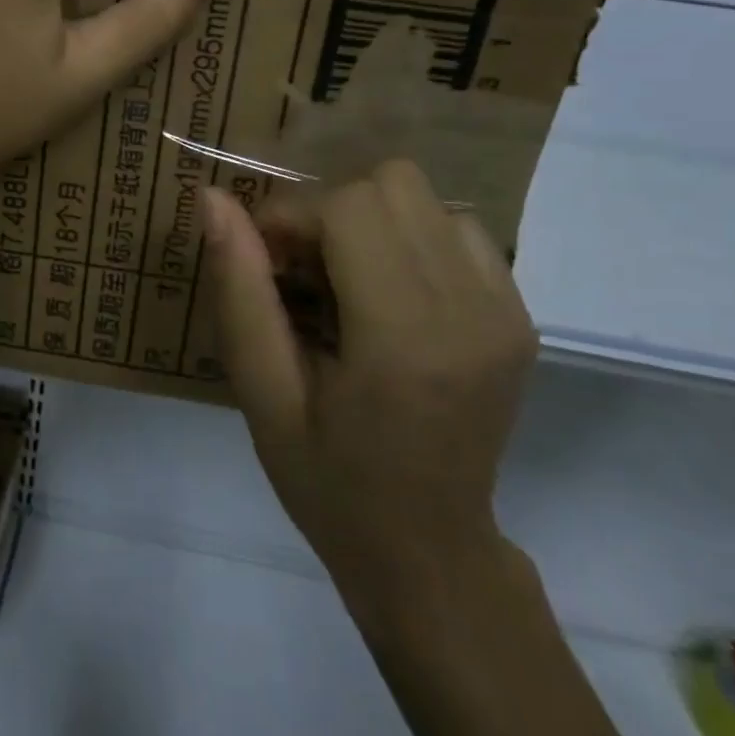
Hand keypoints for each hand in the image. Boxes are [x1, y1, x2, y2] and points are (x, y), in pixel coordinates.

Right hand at [201, 161, 538, 618]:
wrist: (429, 550)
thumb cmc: (329, 481)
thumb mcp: (262, 393)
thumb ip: (238, 291)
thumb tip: (214, 199)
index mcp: (405, 340)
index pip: (350, 207)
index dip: (292, 216)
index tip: (265, 261)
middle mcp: (471, 310)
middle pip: (392, 185)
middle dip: (329, 211)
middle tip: (302, 272)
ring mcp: (506, 310)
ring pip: (425, 197)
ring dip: (369, 221)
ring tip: (345, 283)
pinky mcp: (520, 314)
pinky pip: (456, 228)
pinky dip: (409, 239)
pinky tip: (387, 293)